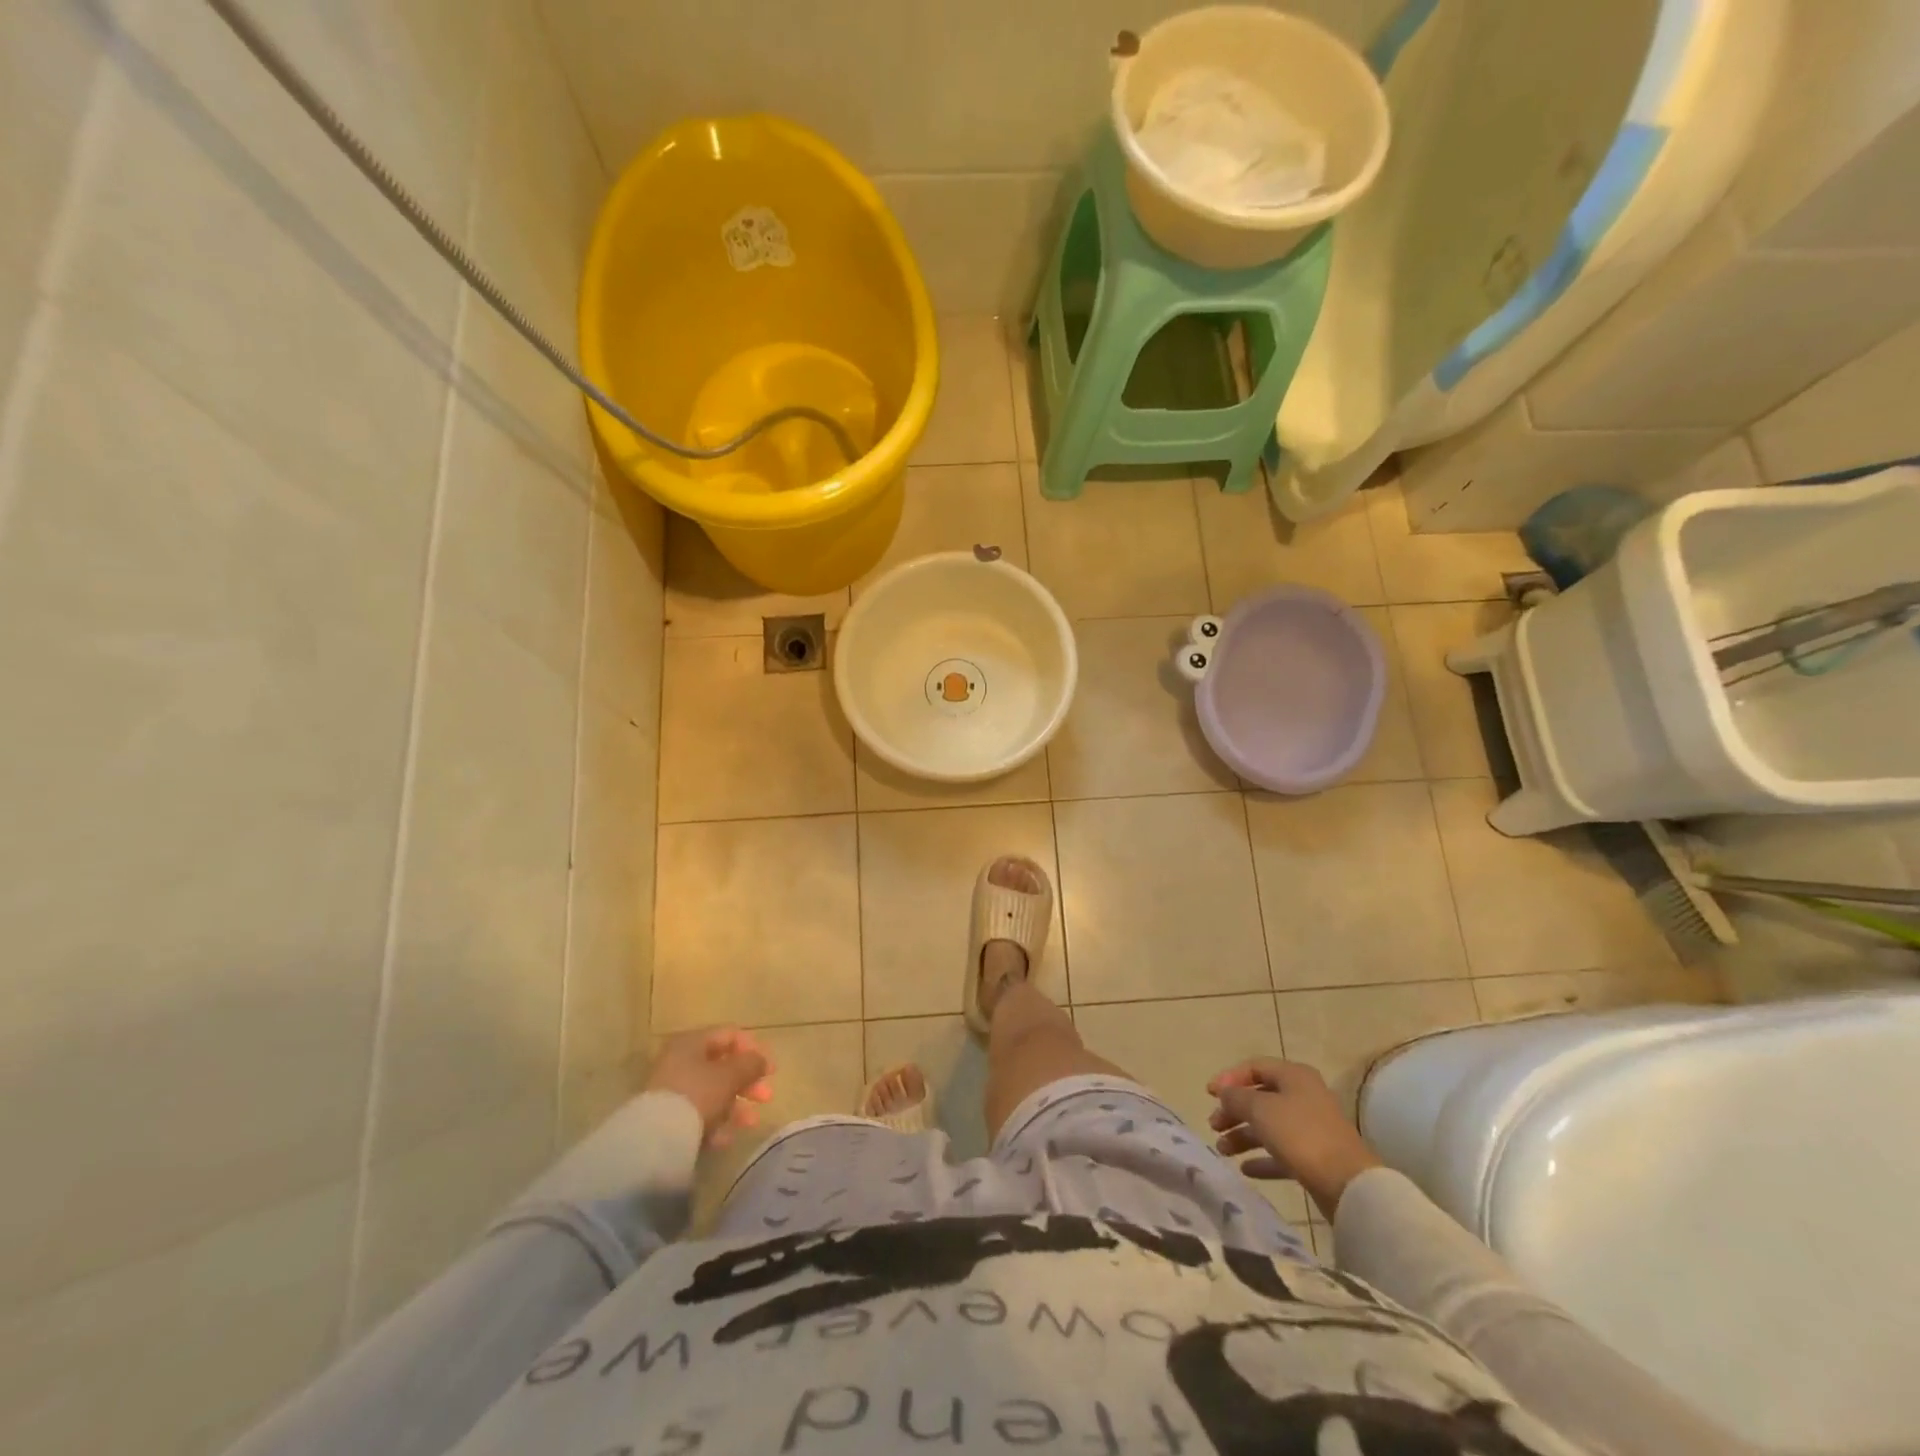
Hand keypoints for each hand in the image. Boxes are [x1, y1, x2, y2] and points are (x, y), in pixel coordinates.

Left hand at [645, 1027, 774, 1148]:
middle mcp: (680, 1061)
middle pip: (722, 1066)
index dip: (754, 1049)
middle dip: (748, 1082)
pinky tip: (725, 1139)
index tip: (771, 1070)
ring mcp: (672, 1090)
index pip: (730, 1035)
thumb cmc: (697, 1094)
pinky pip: (698, 1114)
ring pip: (712, 1093)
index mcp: (692, 1042)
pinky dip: (715, 1123)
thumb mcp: (730, 1075)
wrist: (655, 1138)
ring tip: (750, 1123)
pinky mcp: (667, 1116)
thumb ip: (751, 1064)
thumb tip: (761, 1060)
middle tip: (766, 1097)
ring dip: (736, 1107)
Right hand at [1206, 1058, 1381, 1219]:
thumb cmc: (1300, 1135)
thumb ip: (1236, 1097)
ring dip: (1243, 1136)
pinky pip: (1282, 1152)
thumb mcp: (1260, 1109)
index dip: (1229, 1078)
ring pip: (1269, 1126)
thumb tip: (1224, 1092)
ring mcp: (1311, 1128)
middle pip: (1260, 1098)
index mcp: (1294, 1076)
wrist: (1348, 1184)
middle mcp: (1304, 1096)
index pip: (1254, 1067)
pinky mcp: (1316, 1157)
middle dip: (1234, 1111)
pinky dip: (1262, 1158)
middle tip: (1214, 1126)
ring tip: (1223, 1150)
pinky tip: (1246, 1169)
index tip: (1209, 1094)